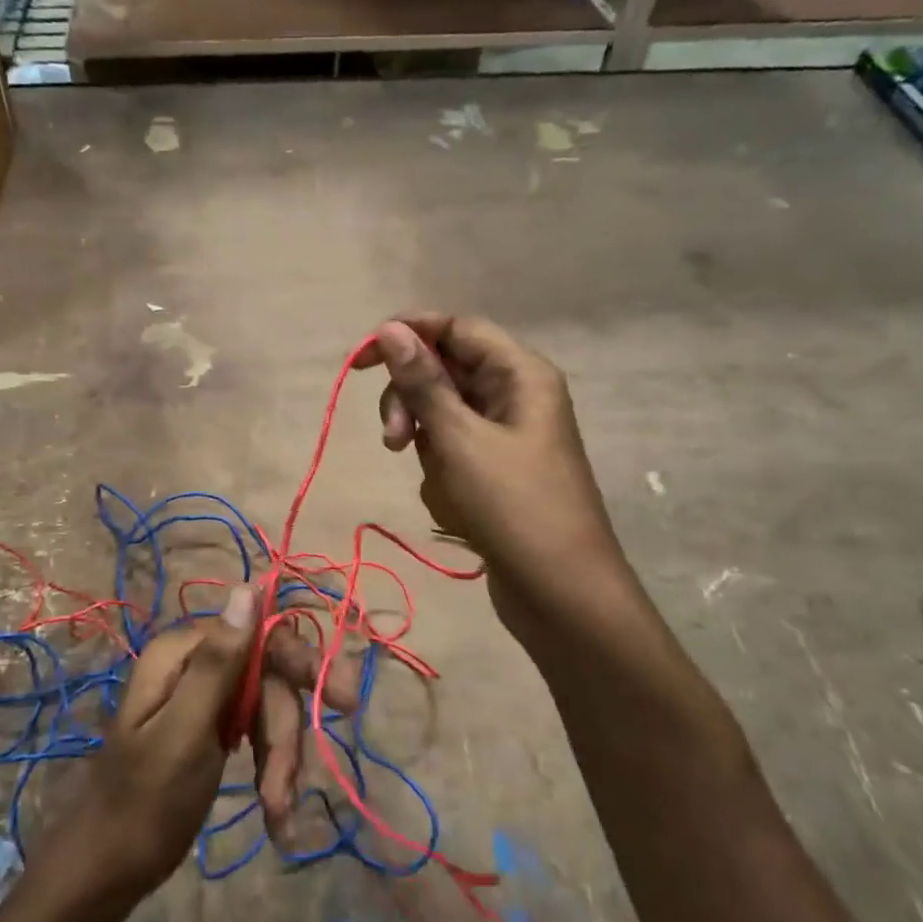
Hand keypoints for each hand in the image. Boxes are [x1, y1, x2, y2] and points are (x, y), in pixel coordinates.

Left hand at [54, 584, 354, 899]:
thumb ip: (219, 662)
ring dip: (280, 761)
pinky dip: (271, 770)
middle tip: (289, 789)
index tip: (342, 702)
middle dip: (284, 734)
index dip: (302, 664)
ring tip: (278, 814)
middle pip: (269, 677)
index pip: (261, 635)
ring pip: (268, 709)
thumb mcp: (185, 732)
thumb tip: (249, 586)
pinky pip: (256, 733)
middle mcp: (195, 663)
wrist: (105, 871)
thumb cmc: (143, 804)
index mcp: (183, 652)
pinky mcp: (211, 726)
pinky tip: (275, 812)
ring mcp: (204, 696)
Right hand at [352, 314, 627, 649]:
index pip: (456, 329)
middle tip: (393, 440)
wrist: (561, 594)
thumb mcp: (459, 440)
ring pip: (443, 418)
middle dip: (412, 404)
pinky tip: (456, 510)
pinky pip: (454, 454)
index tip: (361, 360)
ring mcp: (507, 437)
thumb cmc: (513, 507)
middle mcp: (516, 396)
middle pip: (445, 373)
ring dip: (427, 447)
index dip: (409, 334)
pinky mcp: (497, 473)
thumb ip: (422, 382)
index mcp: (520, 374)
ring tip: (441, 488)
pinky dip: (443, 476)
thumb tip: (390, 327)